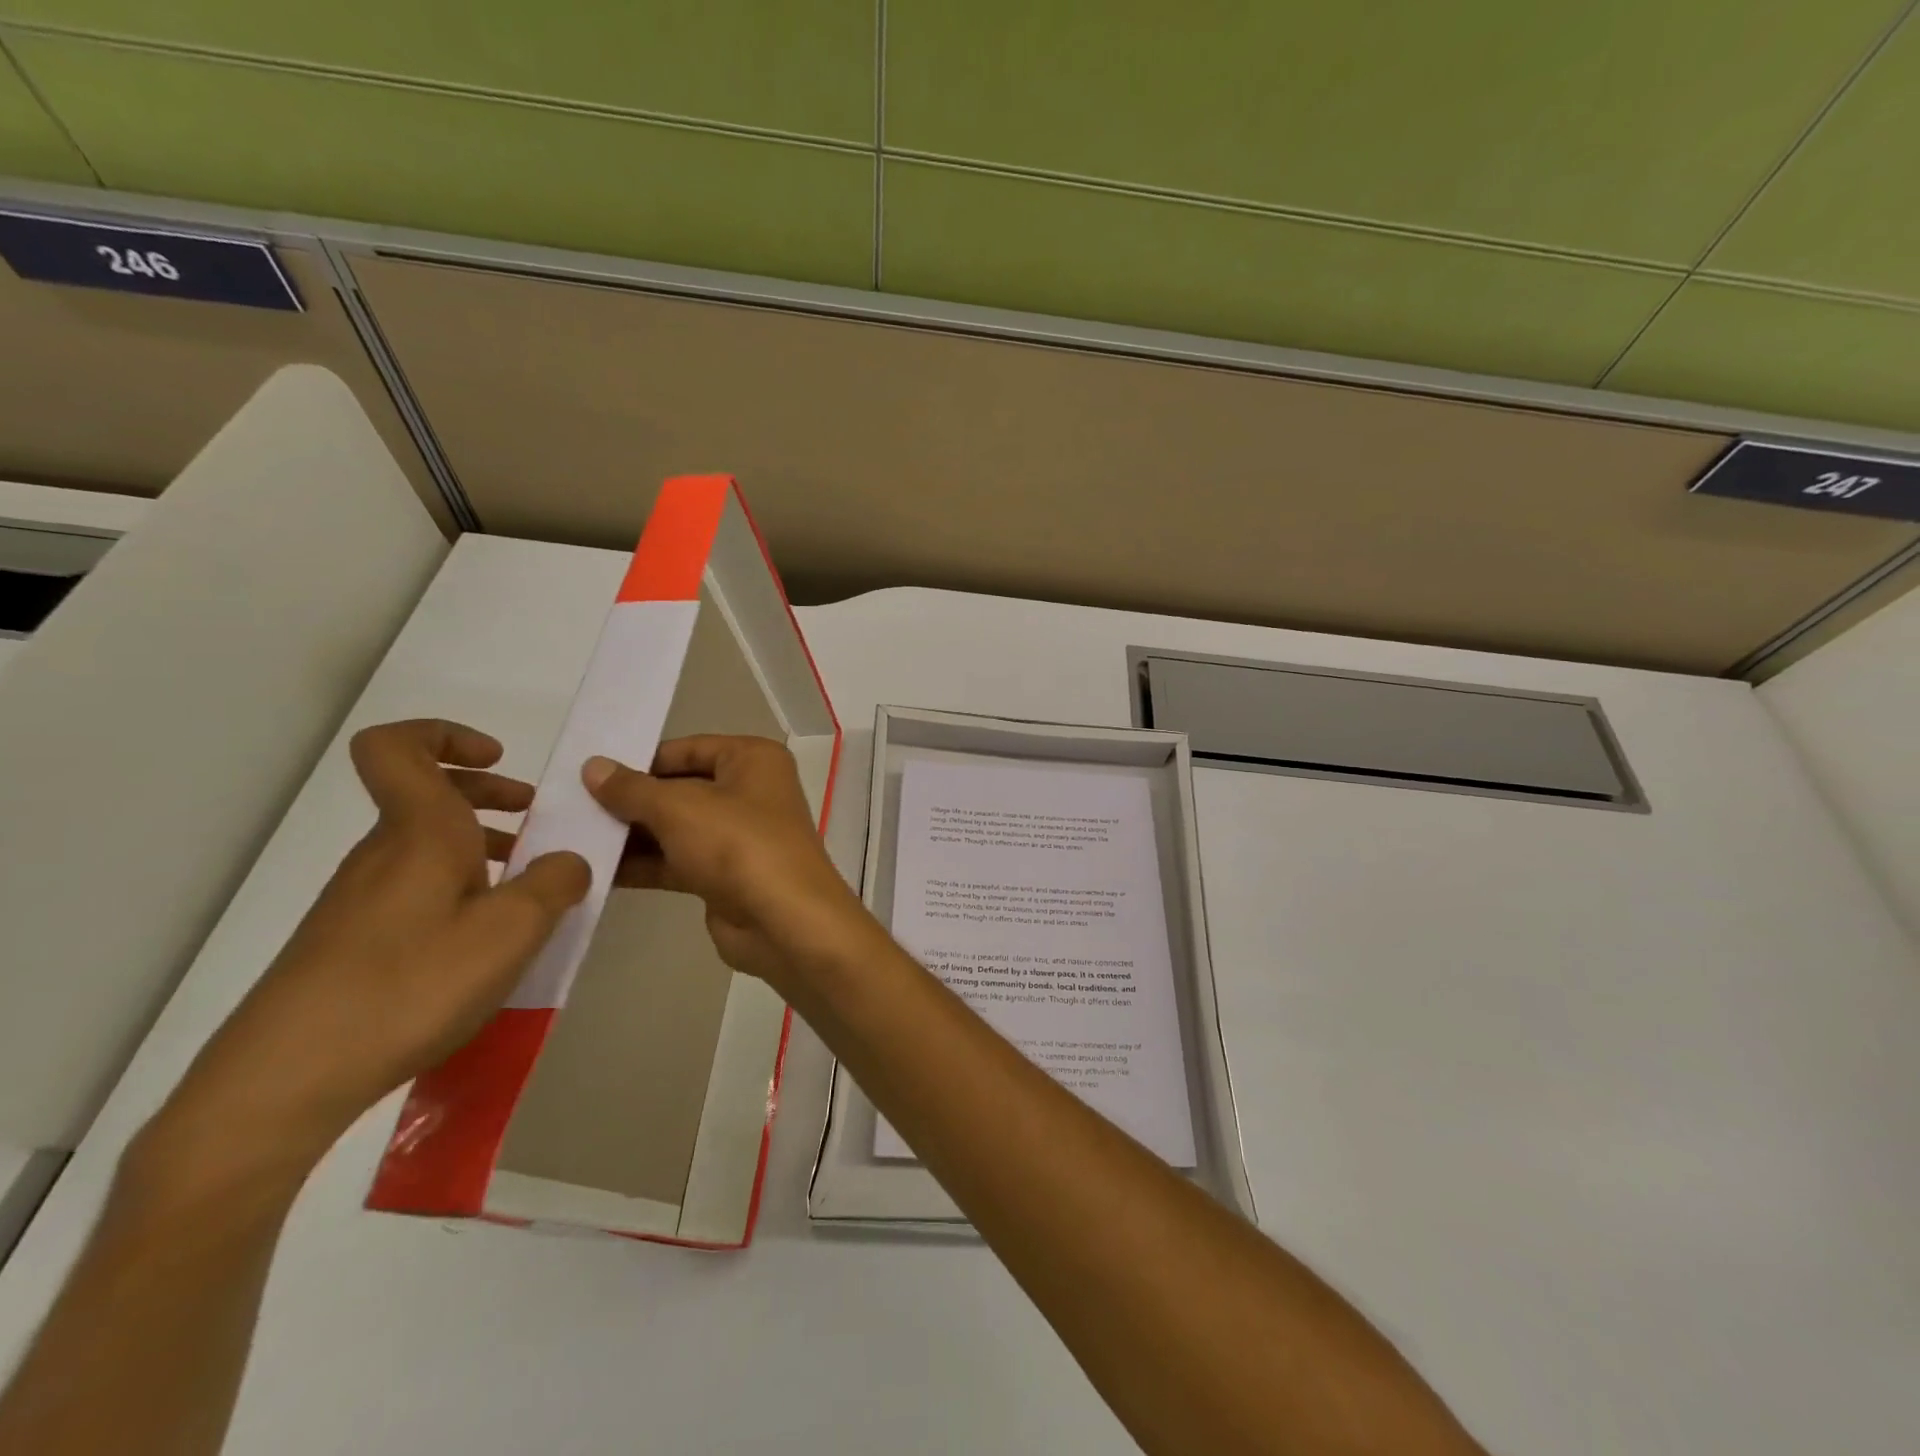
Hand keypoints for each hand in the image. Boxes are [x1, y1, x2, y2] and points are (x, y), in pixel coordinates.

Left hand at [145, 720, 589, 1192]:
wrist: (284, 1080)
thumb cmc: (409, 986)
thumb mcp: (512, 932)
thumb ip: (556, 883)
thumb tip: (568, 861)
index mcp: (419, 834)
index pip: (398, 747)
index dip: (445, 734)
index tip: (499, 759)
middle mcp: (383, 855)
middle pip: (425, 795)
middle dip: (487, 794)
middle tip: (536, 819)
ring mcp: (359, 900)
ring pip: (423, 845)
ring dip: (479, 846)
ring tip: (526, 886)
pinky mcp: (350, 942)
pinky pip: (414, 889)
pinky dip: (458, 890)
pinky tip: (484, 940)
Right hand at [582, 735, 878, 996]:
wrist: (783, 921)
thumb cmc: (737, 844)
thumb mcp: (679, 808)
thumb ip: (632, 789)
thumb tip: (593, 766)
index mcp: (752, 759)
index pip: (687, 748)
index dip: (640, 760)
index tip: (589, 773)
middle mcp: (750, 791)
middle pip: (680, 788)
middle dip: (631, 801)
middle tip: (570, 807)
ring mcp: (739, 835)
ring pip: (676, 827)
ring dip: (632, 835)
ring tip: (573, 838)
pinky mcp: (726, 875)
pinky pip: (678, 861)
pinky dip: (645, 864)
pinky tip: (597, 871)